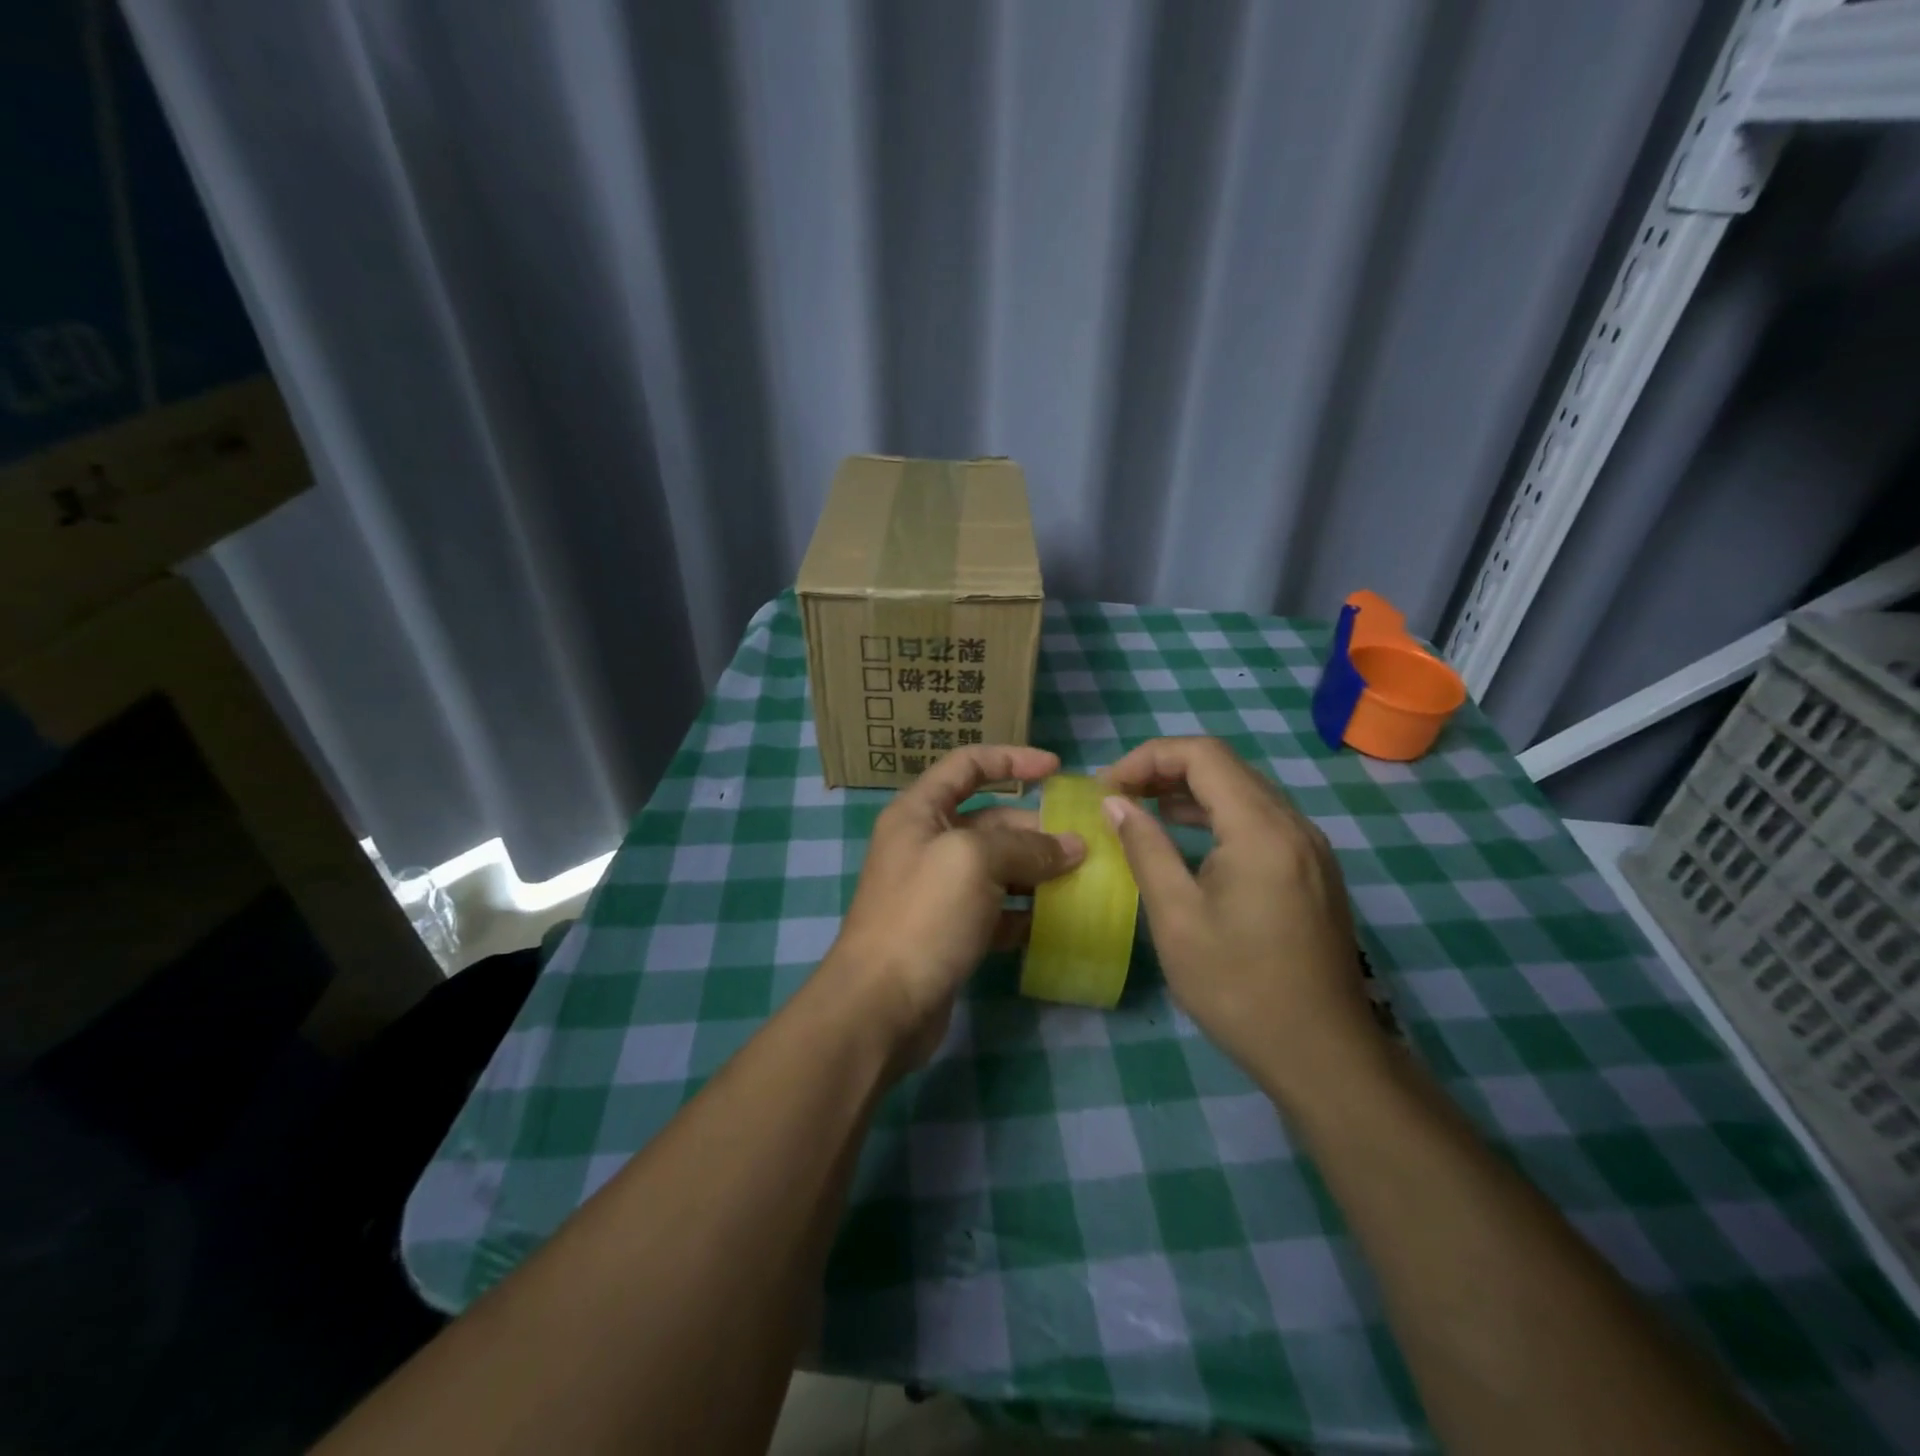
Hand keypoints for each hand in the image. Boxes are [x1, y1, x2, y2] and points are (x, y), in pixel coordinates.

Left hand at [822, 745, 1084, 1072]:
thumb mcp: (975, 862)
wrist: (880, 1006)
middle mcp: (926, 844)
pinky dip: (1023, 912)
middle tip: (1083, 846)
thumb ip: (1026, 846)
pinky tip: (1055, 922)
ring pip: (996, 868)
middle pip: (989, 821)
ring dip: (1036, 871)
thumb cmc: (923, 915)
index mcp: (919, 812)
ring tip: (1080, 881)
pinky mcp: (949, 932)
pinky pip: (995, 910)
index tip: (1056, 769)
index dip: (1011, 760)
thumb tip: (1073, 847)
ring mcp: (937, 891)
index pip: (967, 765)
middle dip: (1035, 828)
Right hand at [1099, 737, 1384, 1106]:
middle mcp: (1293, 824)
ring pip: (1243, 791)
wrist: (1323, 1053)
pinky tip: (1187, 840)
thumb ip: (1145, 849)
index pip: (1202, 754)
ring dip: (1189, 791)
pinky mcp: (1312, 869)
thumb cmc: (1239, 987)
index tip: (1108, 788)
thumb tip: (1115, 803)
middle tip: (1118, 796)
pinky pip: (1259, 819)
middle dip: (1165, 770)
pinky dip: (1216, 816)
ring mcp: (1309, 847)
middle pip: (1225, 766)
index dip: (1148, 757)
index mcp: (1261, 829)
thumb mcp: (1177, 918)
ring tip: (1141, 811)